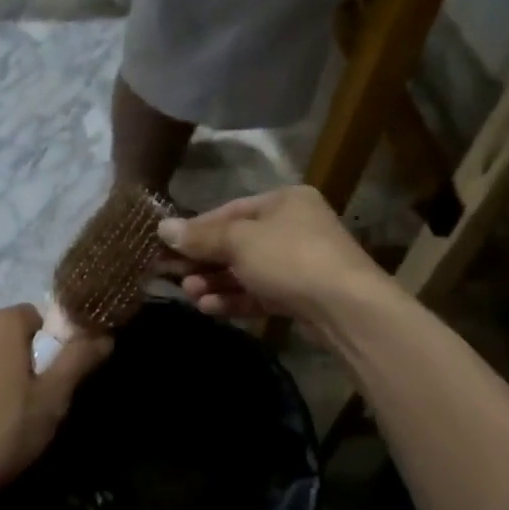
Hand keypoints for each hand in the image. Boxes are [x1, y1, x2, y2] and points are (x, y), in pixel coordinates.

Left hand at [0, 305, 110, 509]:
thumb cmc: (2, 431)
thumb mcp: (52, 399)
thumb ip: (78, 360)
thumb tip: (103, 335)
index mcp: (0, 325)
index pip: (35, 317)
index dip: (50, 345)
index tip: (54, 379)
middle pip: (7, 336)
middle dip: (22, 361)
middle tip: (33, 402)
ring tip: (2, 420)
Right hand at [158, 186, 382, 327]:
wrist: (346, 308)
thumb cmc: (289, 257)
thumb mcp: (238, 241)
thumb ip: (200, 236)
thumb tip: (162, 228)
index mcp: (284, 201)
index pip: (230, 210)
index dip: (197, 228)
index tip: (169, 245)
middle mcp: (293, 227)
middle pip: (237, 242)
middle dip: (204, 260)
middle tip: (174, 274)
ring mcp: (299, 264)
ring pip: (247, 270)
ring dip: (215, 282)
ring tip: (189, 294)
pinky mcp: (301, 297)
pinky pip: (260, 293)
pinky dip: (234, 299)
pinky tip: (208, 307)